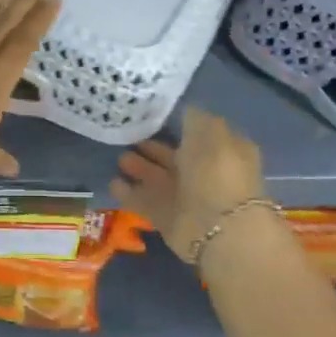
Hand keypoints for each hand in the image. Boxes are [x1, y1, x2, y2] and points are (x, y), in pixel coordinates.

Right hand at [111, 106, 267, 262]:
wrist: (218, 226)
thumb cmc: (216, 171)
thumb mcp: (209, 131)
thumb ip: (194, 118)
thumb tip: (184, 110)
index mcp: (222, 151)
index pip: (199, 134)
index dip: (179, 125)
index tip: (152, 116)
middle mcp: (205, 173)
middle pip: (175, 158)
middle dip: (153, 148)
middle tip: (128, 137)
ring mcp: (186, 198)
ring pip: (159, 179)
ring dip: (140, 168)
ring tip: (119, 158)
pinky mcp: (168, 219)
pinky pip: (145, 202)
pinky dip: (129, 193)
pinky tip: (113, 183)